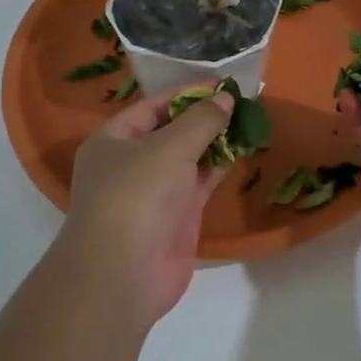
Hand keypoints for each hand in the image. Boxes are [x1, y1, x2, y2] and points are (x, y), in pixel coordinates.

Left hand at [55, 88, 233, 325]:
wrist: (125, 273)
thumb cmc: (137, 195)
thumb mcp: (170, 147)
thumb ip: (201, 120)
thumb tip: (225, 98)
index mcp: (112, 140)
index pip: (151, 107)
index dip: (186, 94)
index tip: (222, 86)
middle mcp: (130, 163)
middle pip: (170, 131)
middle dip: (203, 118)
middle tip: (241, 103)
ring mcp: (154, 191)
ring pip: (188, 158)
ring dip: (214, 142)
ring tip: (248, 122)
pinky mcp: (175, 216)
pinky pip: (199, 183)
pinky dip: (218, 167)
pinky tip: (241, 151)